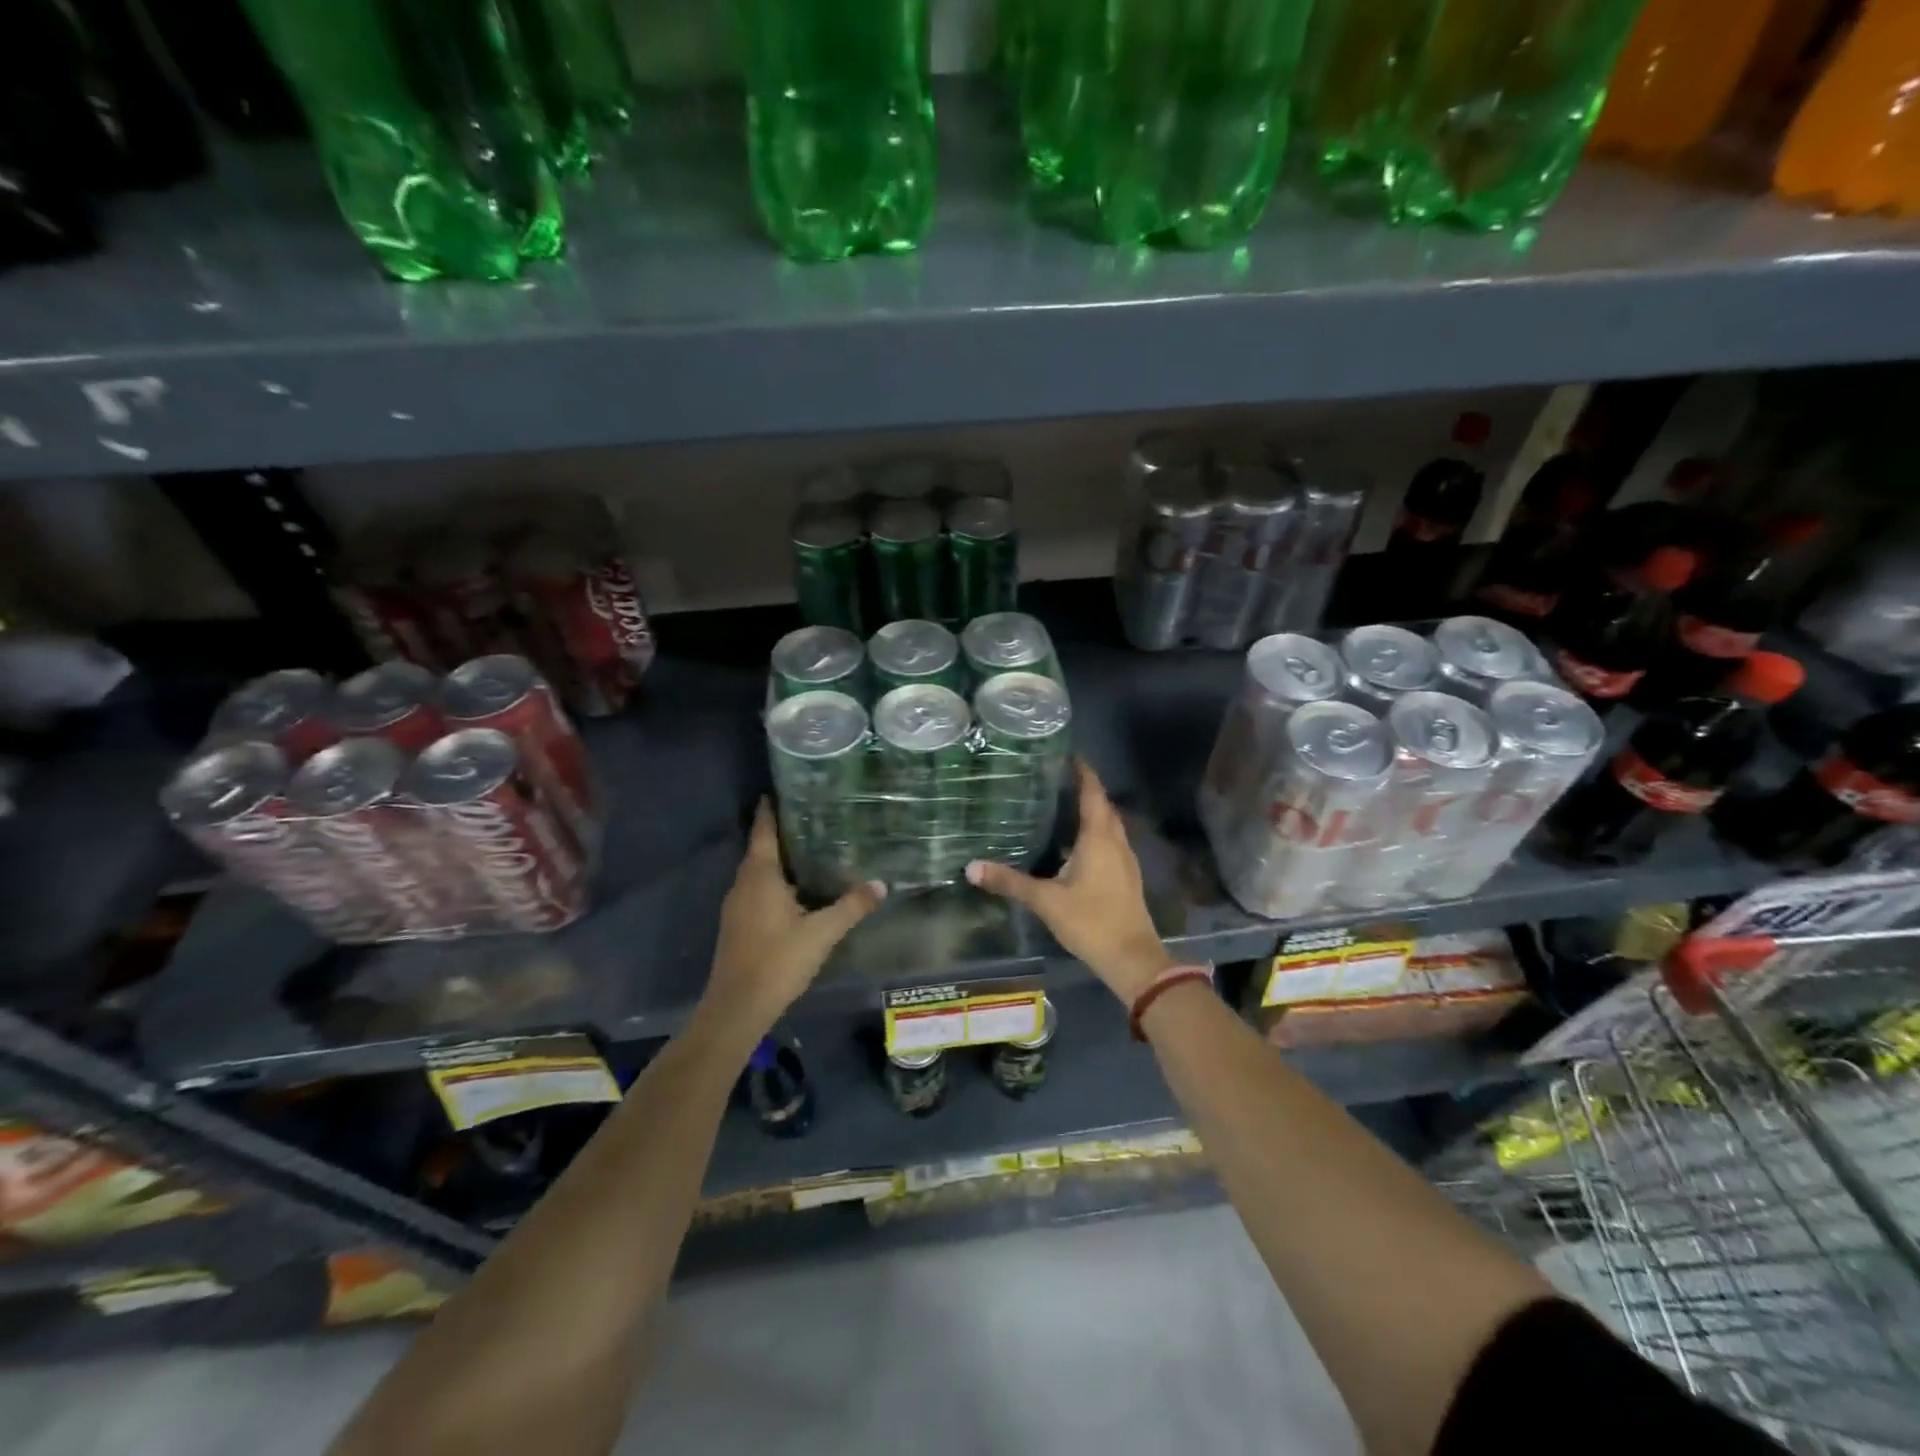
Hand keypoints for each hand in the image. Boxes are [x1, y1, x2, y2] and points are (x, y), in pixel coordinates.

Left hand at [703, 801, 884, 1031]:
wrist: (737, 1007)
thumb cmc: (778, 960)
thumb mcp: (822, 933)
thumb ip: (851, 907)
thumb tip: (880, 884)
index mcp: (760, 876)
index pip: (763, 832)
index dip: (769, 811)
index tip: (777, 790)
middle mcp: (743, 884)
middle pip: (759, 850)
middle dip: (778, 833)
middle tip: (808, 817)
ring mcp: (736, 906)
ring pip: (757, 872)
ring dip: (776, 859)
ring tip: (806, 849)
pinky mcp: (737, 925)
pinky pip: (756, 890)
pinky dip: (773, 882)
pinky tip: (794, 890)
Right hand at [966, 761, 1173, 1003]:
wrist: (1132, 958)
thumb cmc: (1091, 921)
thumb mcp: (1046, 901)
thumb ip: (1010, 882)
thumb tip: (971, 867)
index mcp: (1099, 838)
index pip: (1093, 793)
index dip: (1083, 772)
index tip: (1068, 754)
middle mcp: (1116, 842)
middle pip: (1103, 806)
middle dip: (1085, 789)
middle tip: (1057, 778)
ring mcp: (1125, 860)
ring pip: (1109, 825)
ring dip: (1091, 812)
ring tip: (1062, 805)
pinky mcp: (1126, 877)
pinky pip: (1110, 843)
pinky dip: (1094, 833)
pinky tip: (1074, 844)